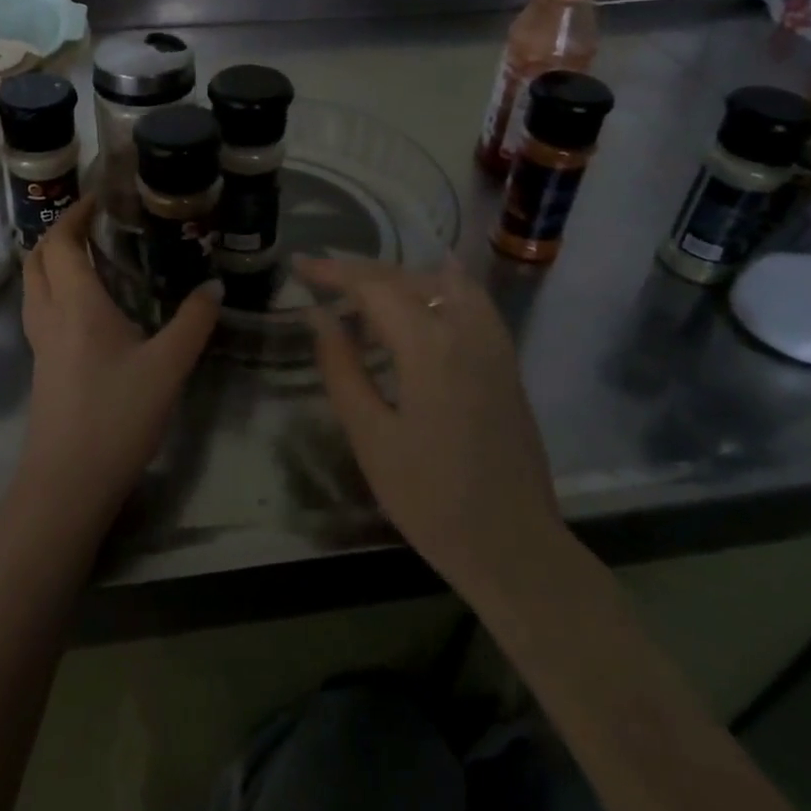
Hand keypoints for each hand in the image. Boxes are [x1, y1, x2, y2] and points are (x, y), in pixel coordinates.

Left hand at [16, 195, 219, 535]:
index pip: (61, 242)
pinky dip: (57, 288)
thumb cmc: (116, 416)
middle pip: (37, 258)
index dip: (76, 213)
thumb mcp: (168, 366)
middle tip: (96, 222)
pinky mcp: (42, 366)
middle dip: (60, 232)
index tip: (101, 197)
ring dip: (53, 260)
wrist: (67, 483)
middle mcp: (49, 315)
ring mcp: (39, 343)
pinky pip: (41, 309)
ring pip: (34, 284)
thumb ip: (193, 322)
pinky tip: (90, 305)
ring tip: (93, 255)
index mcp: (75, 303)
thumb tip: (215, 287)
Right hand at [298, 256, 570, 602]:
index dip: (332, 271)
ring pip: (441, 282)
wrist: (512, 545)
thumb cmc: (430, 498)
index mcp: (429, 346)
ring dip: (398, 278)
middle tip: (319, 278)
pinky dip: (439, 286)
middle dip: (359, 272)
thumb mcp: (370, 436)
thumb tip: (320, 317)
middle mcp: (466, 329)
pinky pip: (471, 299)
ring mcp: (493, 342)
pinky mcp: (506, 360)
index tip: (299, 264)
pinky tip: (423, 294)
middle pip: (406, 278)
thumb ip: (342, 367)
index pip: (373, 286)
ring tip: (363, 294)